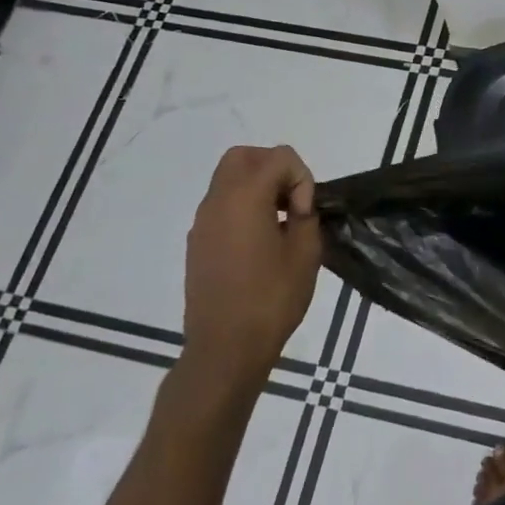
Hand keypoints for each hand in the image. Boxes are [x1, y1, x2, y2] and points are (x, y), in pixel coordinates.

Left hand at [178, 145, 321, 386]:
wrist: (224, 348)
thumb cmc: (271, 299)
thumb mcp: (306, 254)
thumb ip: (307, 217)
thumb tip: (298, 206)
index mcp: (245, 198)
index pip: (279, 157)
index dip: (301, 178)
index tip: (305, 213)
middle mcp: (217, 201)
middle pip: (244, 156)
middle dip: (273, 167)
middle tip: (292, 200)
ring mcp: (202, 222)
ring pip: (227, 178)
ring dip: (257, 186)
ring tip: (279, 222)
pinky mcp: (197, 242)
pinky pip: (220, 205)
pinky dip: (242, 206)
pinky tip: (259, 242)